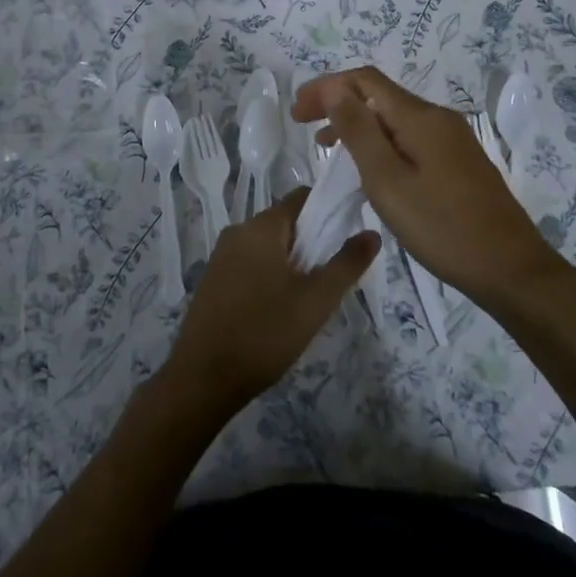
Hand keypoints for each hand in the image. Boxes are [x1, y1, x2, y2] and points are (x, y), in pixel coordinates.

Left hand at [162, 187, 376, 417]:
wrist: (204, 378)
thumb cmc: (264, 333)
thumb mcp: (315, 301)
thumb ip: (346, 264)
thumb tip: (372, 233)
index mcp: (261, 227)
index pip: (302, 198)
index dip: (328, 211)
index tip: (346, 239)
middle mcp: (237, 232)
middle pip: (285, 223)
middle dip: (311, 244)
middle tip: (328, 280)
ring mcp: (221, 256)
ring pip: (268, 246)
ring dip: (291, 263)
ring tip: (307, 300)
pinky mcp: (213, 280)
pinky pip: (250, 264)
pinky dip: (269, 276)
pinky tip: (278, 310)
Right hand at [293, 66, 559, 309]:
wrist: (510, 269)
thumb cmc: (442, 227)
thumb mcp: (388, 181)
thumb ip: (358, 131)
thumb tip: (335, 89)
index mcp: (420, 117)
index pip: (364, 80)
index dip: (326, 87)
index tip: (297, 113)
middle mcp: (438, 119)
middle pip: (380, 95)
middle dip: (339, 104)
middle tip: (305, 129)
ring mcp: (453, 141)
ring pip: (395, 119)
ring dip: (359, 125)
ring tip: (329, 151)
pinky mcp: (459, 163)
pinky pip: (411, 138)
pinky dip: (381, 143)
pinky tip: (371, 171)